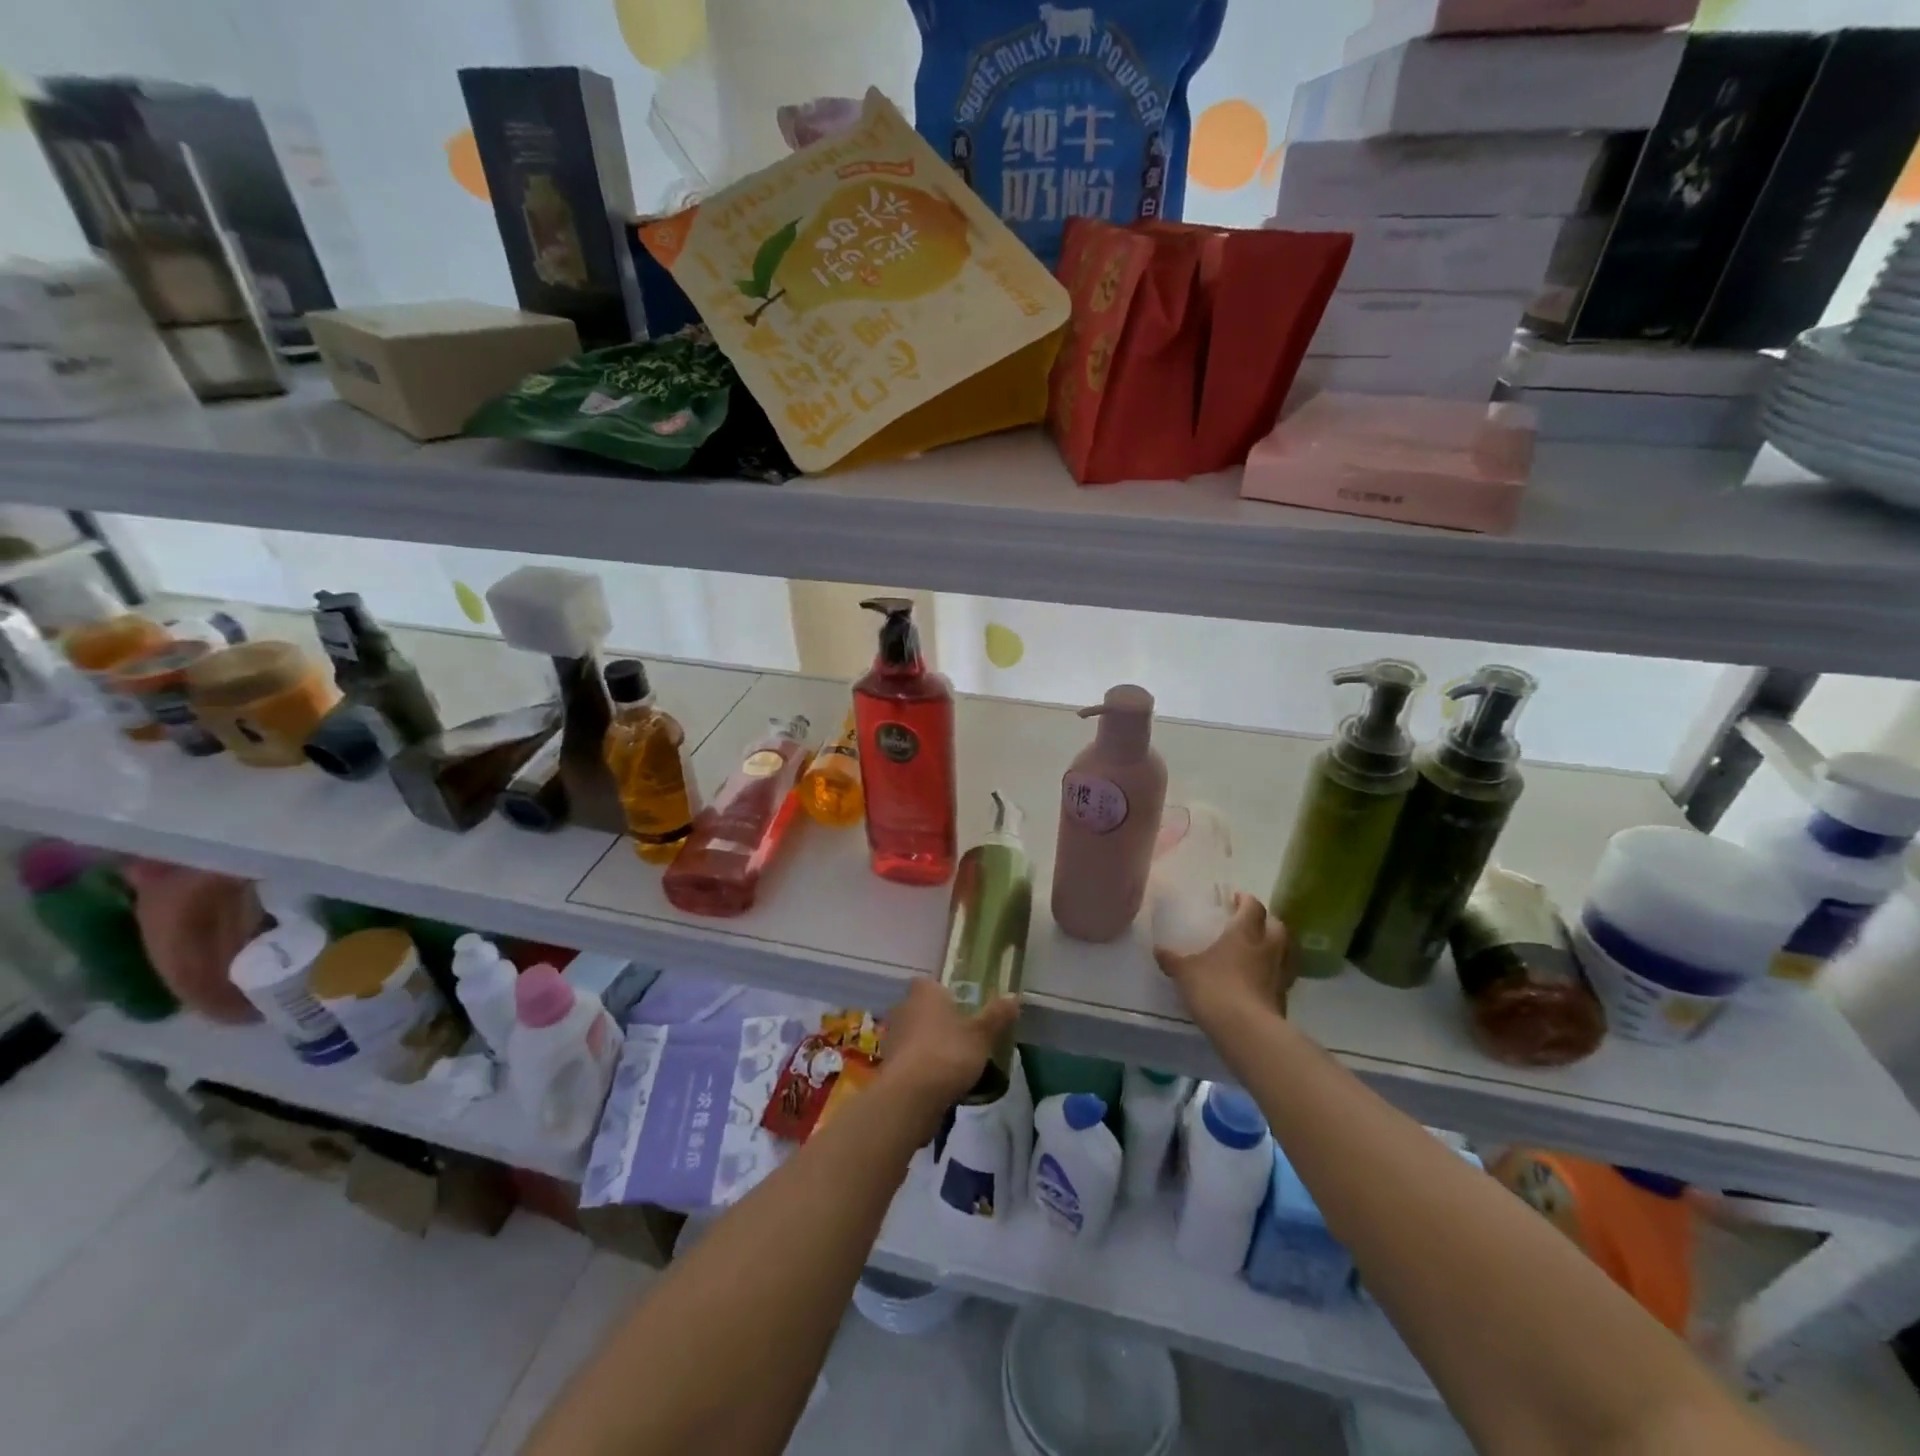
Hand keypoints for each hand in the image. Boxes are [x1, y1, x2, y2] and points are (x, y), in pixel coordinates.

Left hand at [880, 977, 1019, 1113]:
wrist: (910, 1096)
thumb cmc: (948, 1053)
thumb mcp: (981, 1035)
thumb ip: (997, 1015)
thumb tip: (1014, 996)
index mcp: (924, 992)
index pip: (931, 983)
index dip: (945, 993)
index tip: (962, 1007)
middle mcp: (903, 1007)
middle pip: (922, 1008)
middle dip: (938, 1019)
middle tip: (961, 1035)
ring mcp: (892, 1037)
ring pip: (914, 1034)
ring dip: (927, 1044)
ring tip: (952, 1061)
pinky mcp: (888, 1064)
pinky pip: (908, 1058)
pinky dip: (920, 1065)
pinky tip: (937, 1080)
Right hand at [1155, 893, 1290, 1030]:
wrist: (1246, 1030)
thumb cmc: (1214, 988)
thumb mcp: (1185, 972)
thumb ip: (1173, 960)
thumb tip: (1158, 950)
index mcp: (1244, 933)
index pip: (1253, 907)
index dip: (1246, 900)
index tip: (1237, 898)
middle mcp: (1268, 948)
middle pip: (1277, 925)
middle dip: (1266, 920)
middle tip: (1251, 923)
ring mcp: (1280, 973)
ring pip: (1286, 950)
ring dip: (1276, 946)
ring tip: (1260, 949)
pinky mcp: (1284, 997)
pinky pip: (1283, 976)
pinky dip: (1274, 972)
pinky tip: (1260, 979)